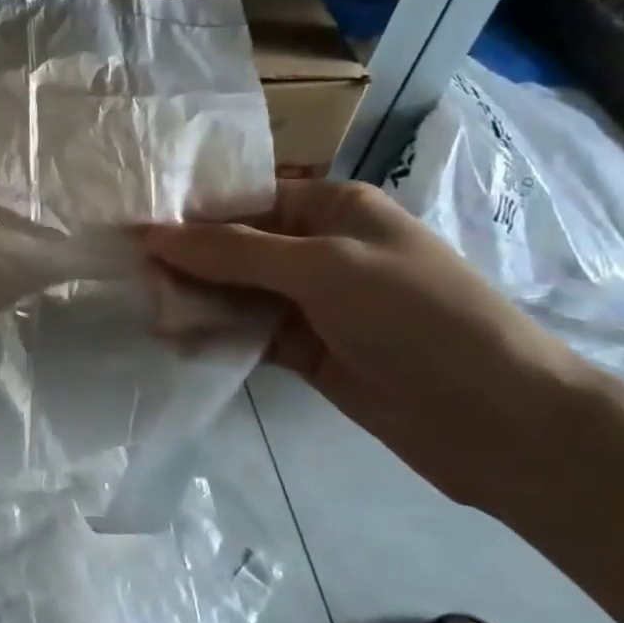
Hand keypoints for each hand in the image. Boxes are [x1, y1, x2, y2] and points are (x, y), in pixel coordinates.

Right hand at [143, 179, 593, 508]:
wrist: (499, 421)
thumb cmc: (415, 316)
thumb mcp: (322, 268)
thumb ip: (233, 252)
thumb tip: (152, 233)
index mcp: (331, 208)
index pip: (243, 201)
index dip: (189, 215)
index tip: (130, 231)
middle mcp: (318, 249)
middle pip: (234, 247)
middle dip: (185, 261)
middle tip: (125, 276)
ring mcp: (312, 303)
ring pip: (236, 292)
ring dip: (194, 300)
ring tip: (141, 309)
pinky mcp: (306, 350)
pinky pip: (247, 333)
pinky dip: (214, 335)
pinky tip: (174, 340)